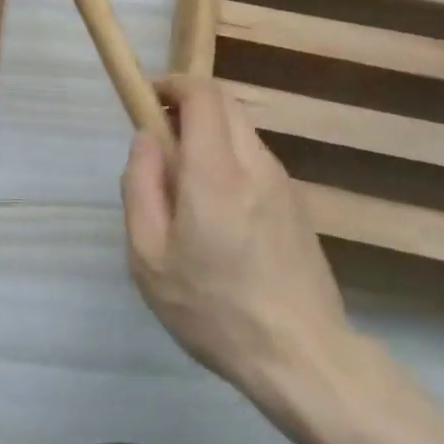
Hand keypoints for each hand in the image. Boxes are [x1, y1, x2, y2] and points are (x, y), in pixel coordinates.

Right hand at [121, 75, 355, 418]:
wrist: (303, 359)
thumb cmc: (214, 310)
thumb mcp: (150, 258)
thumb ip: (140, 187)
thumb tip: (145, 139)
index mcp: (215, 172)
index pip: (202, 94)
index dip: (173, 84)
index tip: (149, 100)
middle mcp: (255, 164)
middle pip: (224, 103)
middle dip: (189, 105)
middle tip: (162, 141)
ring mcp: (283, 182)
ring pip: (241, 130)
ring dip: (210, 134)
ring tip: (186, 185)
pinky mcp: (298, 203)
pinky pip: (256, 159)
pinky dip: (230, 159)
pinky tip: (219, 213)